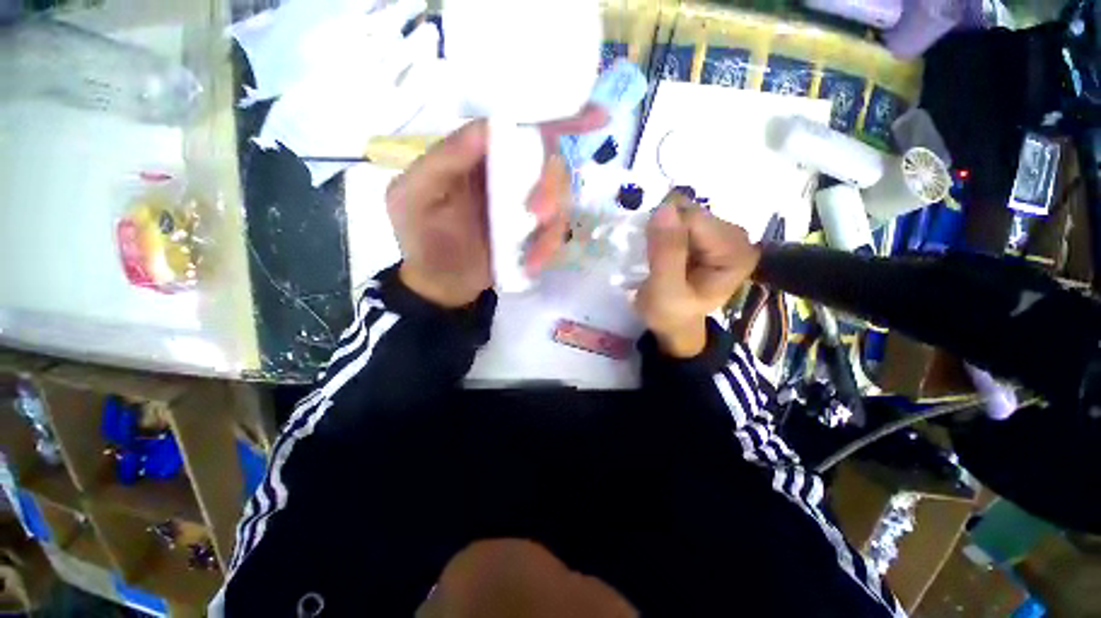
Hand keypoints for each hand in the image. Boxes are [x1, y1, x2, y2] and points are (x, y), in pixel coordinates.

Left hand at [386, 107, 607, 307]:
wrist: (439, 283)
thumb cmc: (420, 236)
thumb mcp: (414, 195)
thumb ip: (444, 160)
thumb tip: (487, 127)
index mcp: (479, 155)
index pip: (519, 126)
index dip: (557, 116)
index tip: (596, 117)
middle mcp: (507, 174)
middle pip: (548, 163)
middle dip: (550, 187)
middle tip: (537, 216)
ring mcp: (523, 205)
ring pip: (559, 199)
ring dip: (552, 225)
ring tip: (533, 255)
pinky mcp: (533, 232)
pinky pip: (555, 232)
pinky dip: (549, 248)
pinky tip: (532, 265)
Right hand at [635, 190, 761, 357]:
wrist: (674, 323)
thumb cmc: (670, 313)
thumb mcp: (665, 290)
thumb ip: (667, 252)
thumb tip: (665, 207)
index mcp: (736, 254)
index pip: (695, 221)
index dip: (666, 232)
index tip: (651, 253)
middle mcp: (737, 238)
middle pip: (692, 214)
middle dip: (666, 229)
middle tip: (653, 256)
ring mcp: (724, 234)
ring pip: (685, 213)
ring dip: (664, 230)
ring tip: (657, 255)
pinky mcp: (710, 235)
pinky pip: (682, 219)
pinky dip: (666, 230)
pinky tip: (663, 250)